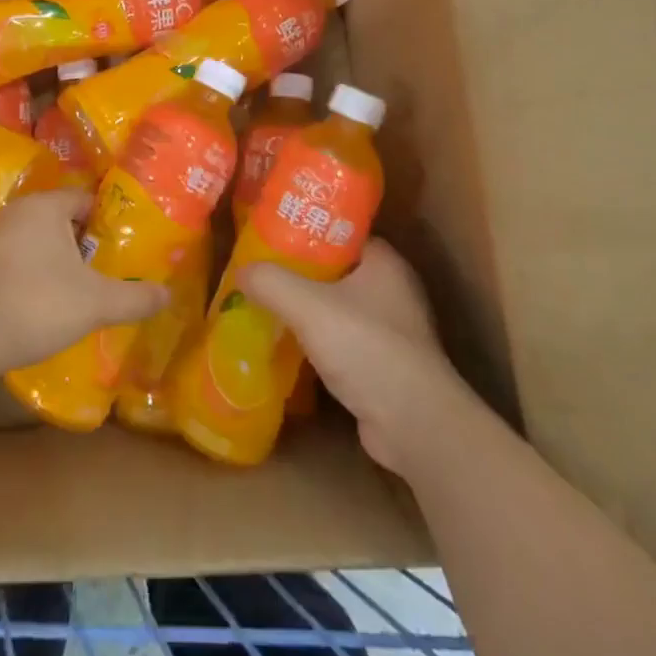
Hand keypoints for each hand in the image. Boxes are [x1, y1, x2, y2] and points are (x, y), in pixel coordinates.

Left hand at [0, 189, 166, 378]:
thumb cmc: (36, 303)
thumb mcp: (95, 303)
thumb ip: (134, 297)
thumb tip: (168, 294)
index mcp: (46, 206)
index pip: (86, 199)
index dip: (108, 220)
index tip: (125, 244)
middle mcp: (17, 212)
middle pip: (61, 220)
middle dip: (84, 243)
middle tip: (108, 269)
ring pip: (37, 242)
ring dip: (57, 261)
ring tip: (81, 289)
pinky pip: (16, 261)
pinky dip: (33, 276)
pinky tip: (44, 304)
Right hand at [238, 239, 468, 475]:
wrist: (413, 424)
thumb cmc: (367, 348)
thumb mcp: (309, 306)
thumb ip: (272, 282)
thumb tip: (242, 271)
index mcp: (384, 262)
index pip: (341, 233)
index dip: (306, 231)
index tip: (271, 235)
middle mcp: (392, 289)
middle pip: (335, 270)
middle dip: (299, 272)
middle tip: (260, 271)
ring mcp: (391, 329)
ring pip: (337, 308)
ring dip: (306, 309)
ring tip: (265, 304)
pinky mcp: (384, 364)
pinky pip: (342, 341)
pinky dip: (317, 341)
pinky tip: (287, 345)